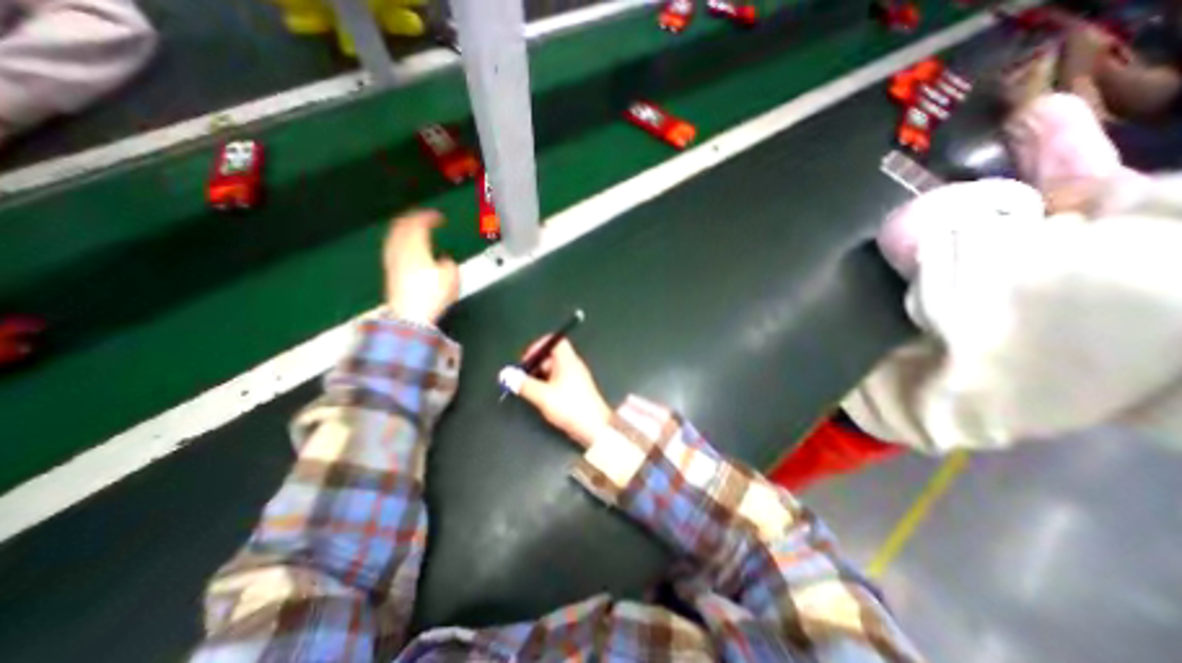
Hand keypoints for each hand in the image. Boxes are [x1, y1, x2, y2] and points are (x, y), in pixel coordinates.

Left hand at [390, 210, 460, 324]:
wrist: (411, 315)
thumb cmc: (431, 296)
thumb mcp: (451, 278)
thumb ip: (449, 264)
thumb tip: (445, 261)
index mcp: (415, 248)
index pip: (418, 223)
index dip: (428, 216)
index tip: (437, 216)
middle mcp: (400, 251)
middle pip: (401, 226)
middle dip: (412, 218)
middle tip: (422, 217)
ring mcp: (392, 261)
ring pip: (394, 236)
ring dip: (403, 229)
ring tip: (411, 229)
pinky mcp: (390, 271)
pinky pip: (392, 248)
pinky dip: (399, 241)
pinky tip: (404, 248)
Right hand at [508, 336, 613, 450]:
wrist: (594, 427)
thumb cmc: (570, 407)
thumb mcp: (543, 396)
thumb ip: (524, 384)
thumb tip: (507, 374)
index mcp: (568, 361)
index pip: (555, 341)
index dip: (539, 345)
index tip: (526, 357)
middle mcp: (573, 366)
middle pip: (552, 356)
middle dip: (535, 363)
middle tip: (522, 376)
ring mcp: (575, 378)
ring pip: (554, 370)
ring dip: (539, 376)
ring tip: (528, 388)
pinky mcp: (575, 390)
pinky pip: (558, 380)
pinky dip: (547, 384)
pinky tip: (540, 397)